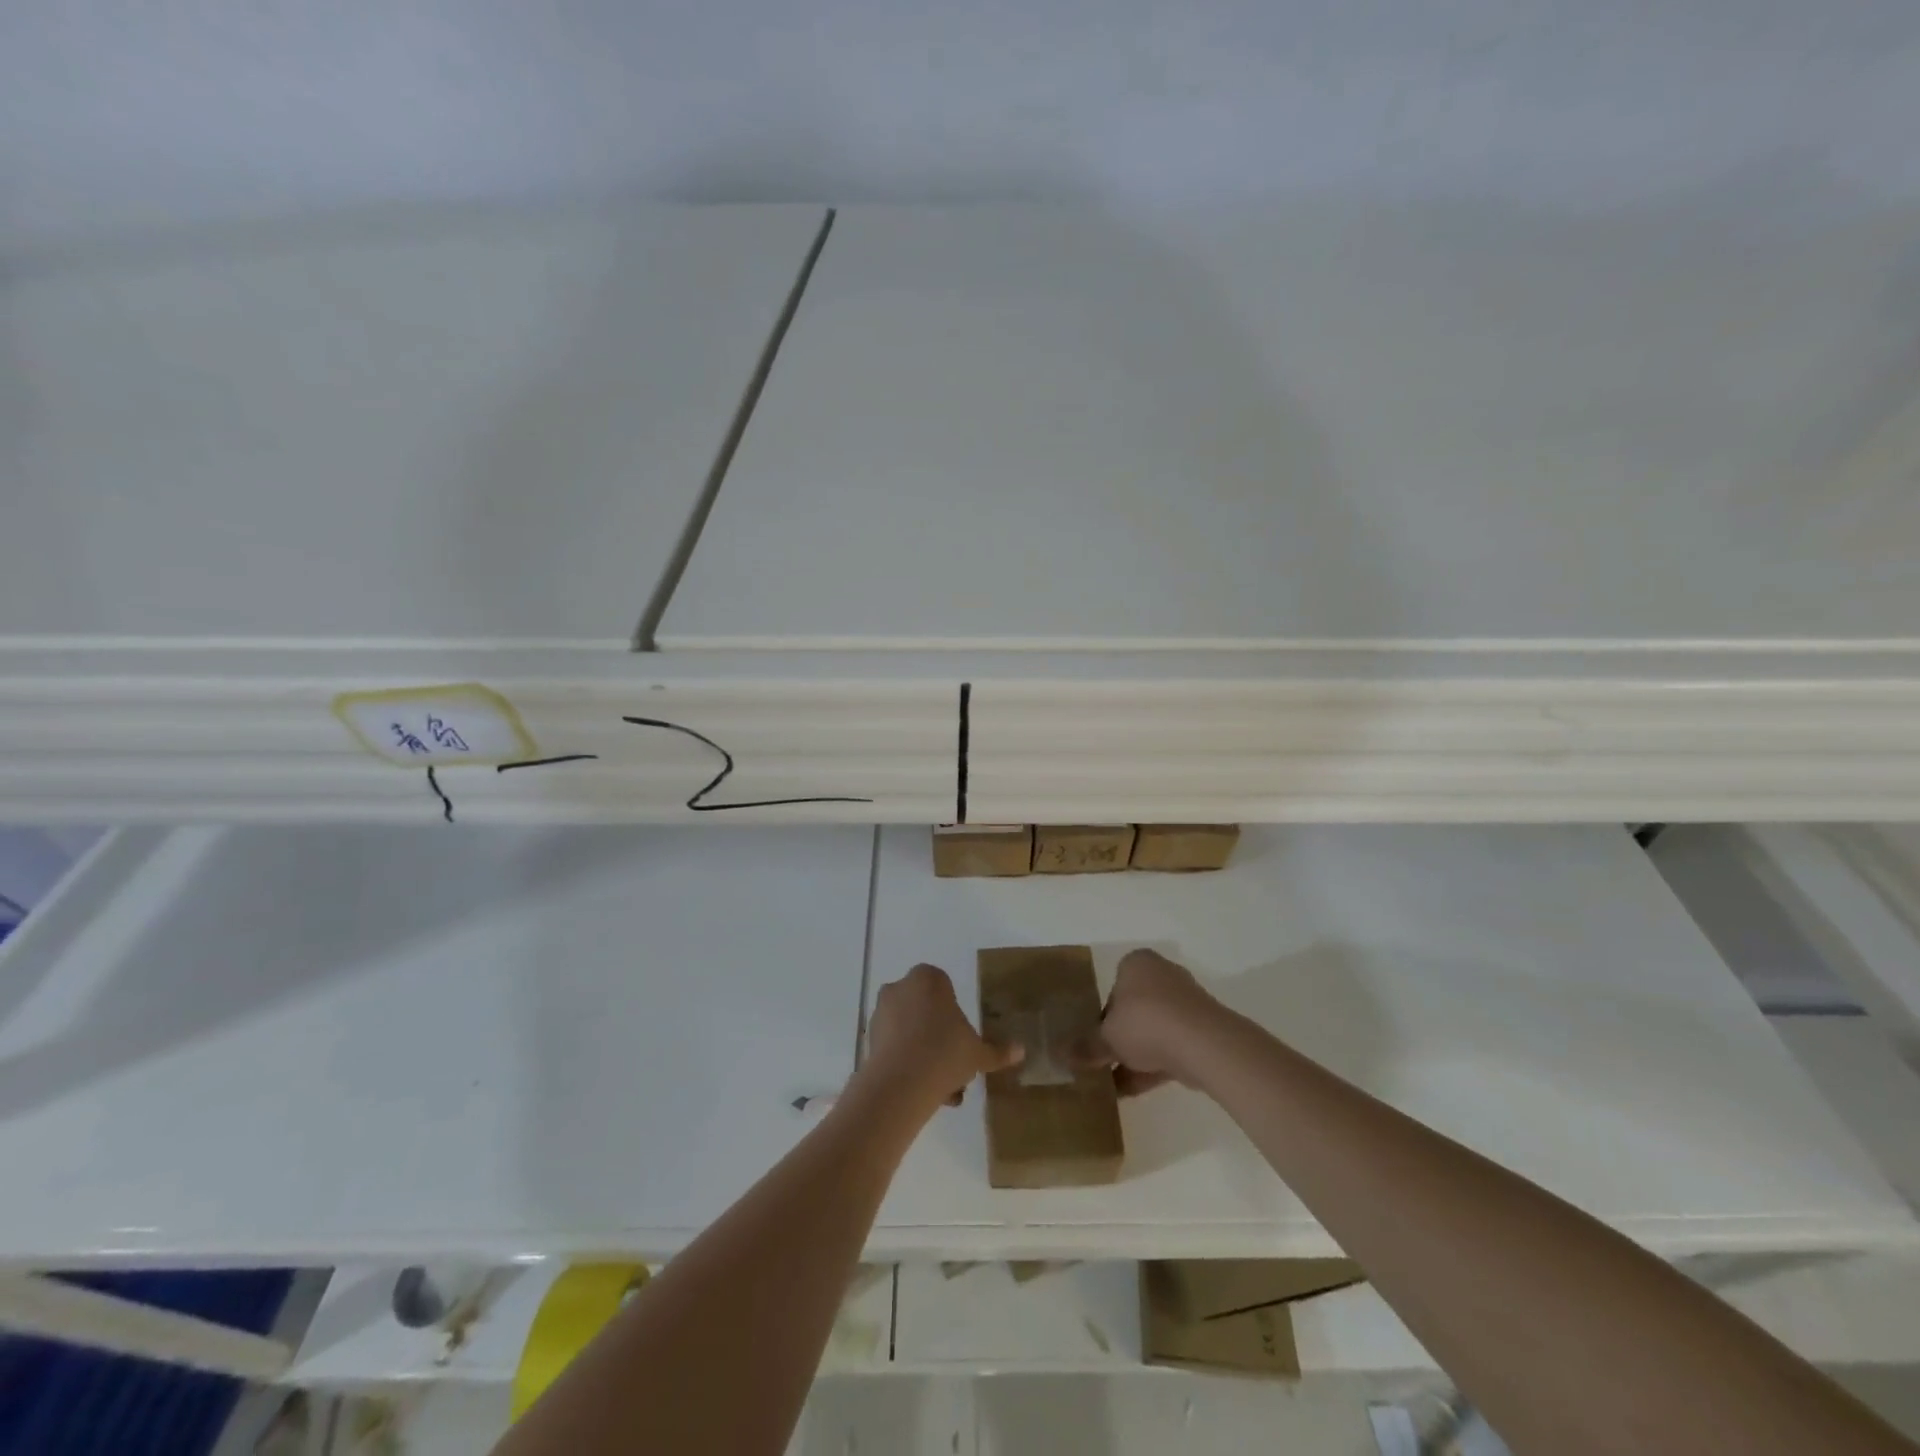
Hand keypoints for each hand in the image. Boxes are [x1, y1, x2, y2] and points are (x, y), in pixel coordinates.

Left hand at [860, 964, 1022, 1111]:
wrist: (900, 1083)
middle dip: (939, 1035)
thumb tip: (1021, 1050)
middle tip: (955, 1063)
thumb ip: (998, 1051)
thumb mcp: (978, 1054)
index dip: (955, 1011)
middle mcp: (901, 987)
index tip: (963, 1036)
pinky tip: (925, 1091)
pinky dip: (908, 1063)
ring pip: (910, 1030)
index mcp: (928, 978)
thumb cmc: (945, 1053)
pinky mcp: (869, 1037)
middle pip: (925, 1009)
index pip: (944, 986)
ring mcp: (881, 1011)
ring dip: (925, 1053)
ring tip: (944, 1088)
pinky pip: (895, 1046)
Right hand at [1076, 948, 1224, 1095]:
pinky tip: (1129, 1092)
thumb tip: (1059, 1055)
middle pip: (1133, 1008)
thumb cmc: (1146, 1022)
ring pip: (1153, 1030)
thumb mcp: (1105, 1037)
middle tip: (1102, 1059)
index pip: (1113, 985)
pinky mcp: (1201, 1031)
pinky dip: (1152, 1067)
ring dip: (1134, 1055)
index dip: (1101, 1013)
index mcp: (1137, 964)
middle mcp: (1162, 976)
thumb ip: (1085, 1046)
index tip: (1093, 1037)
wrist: (1203, 1044)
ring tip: (1111, 1082)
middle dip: (1119, 1035)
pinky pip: (1169, 1048)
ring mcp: (1186, 1004)